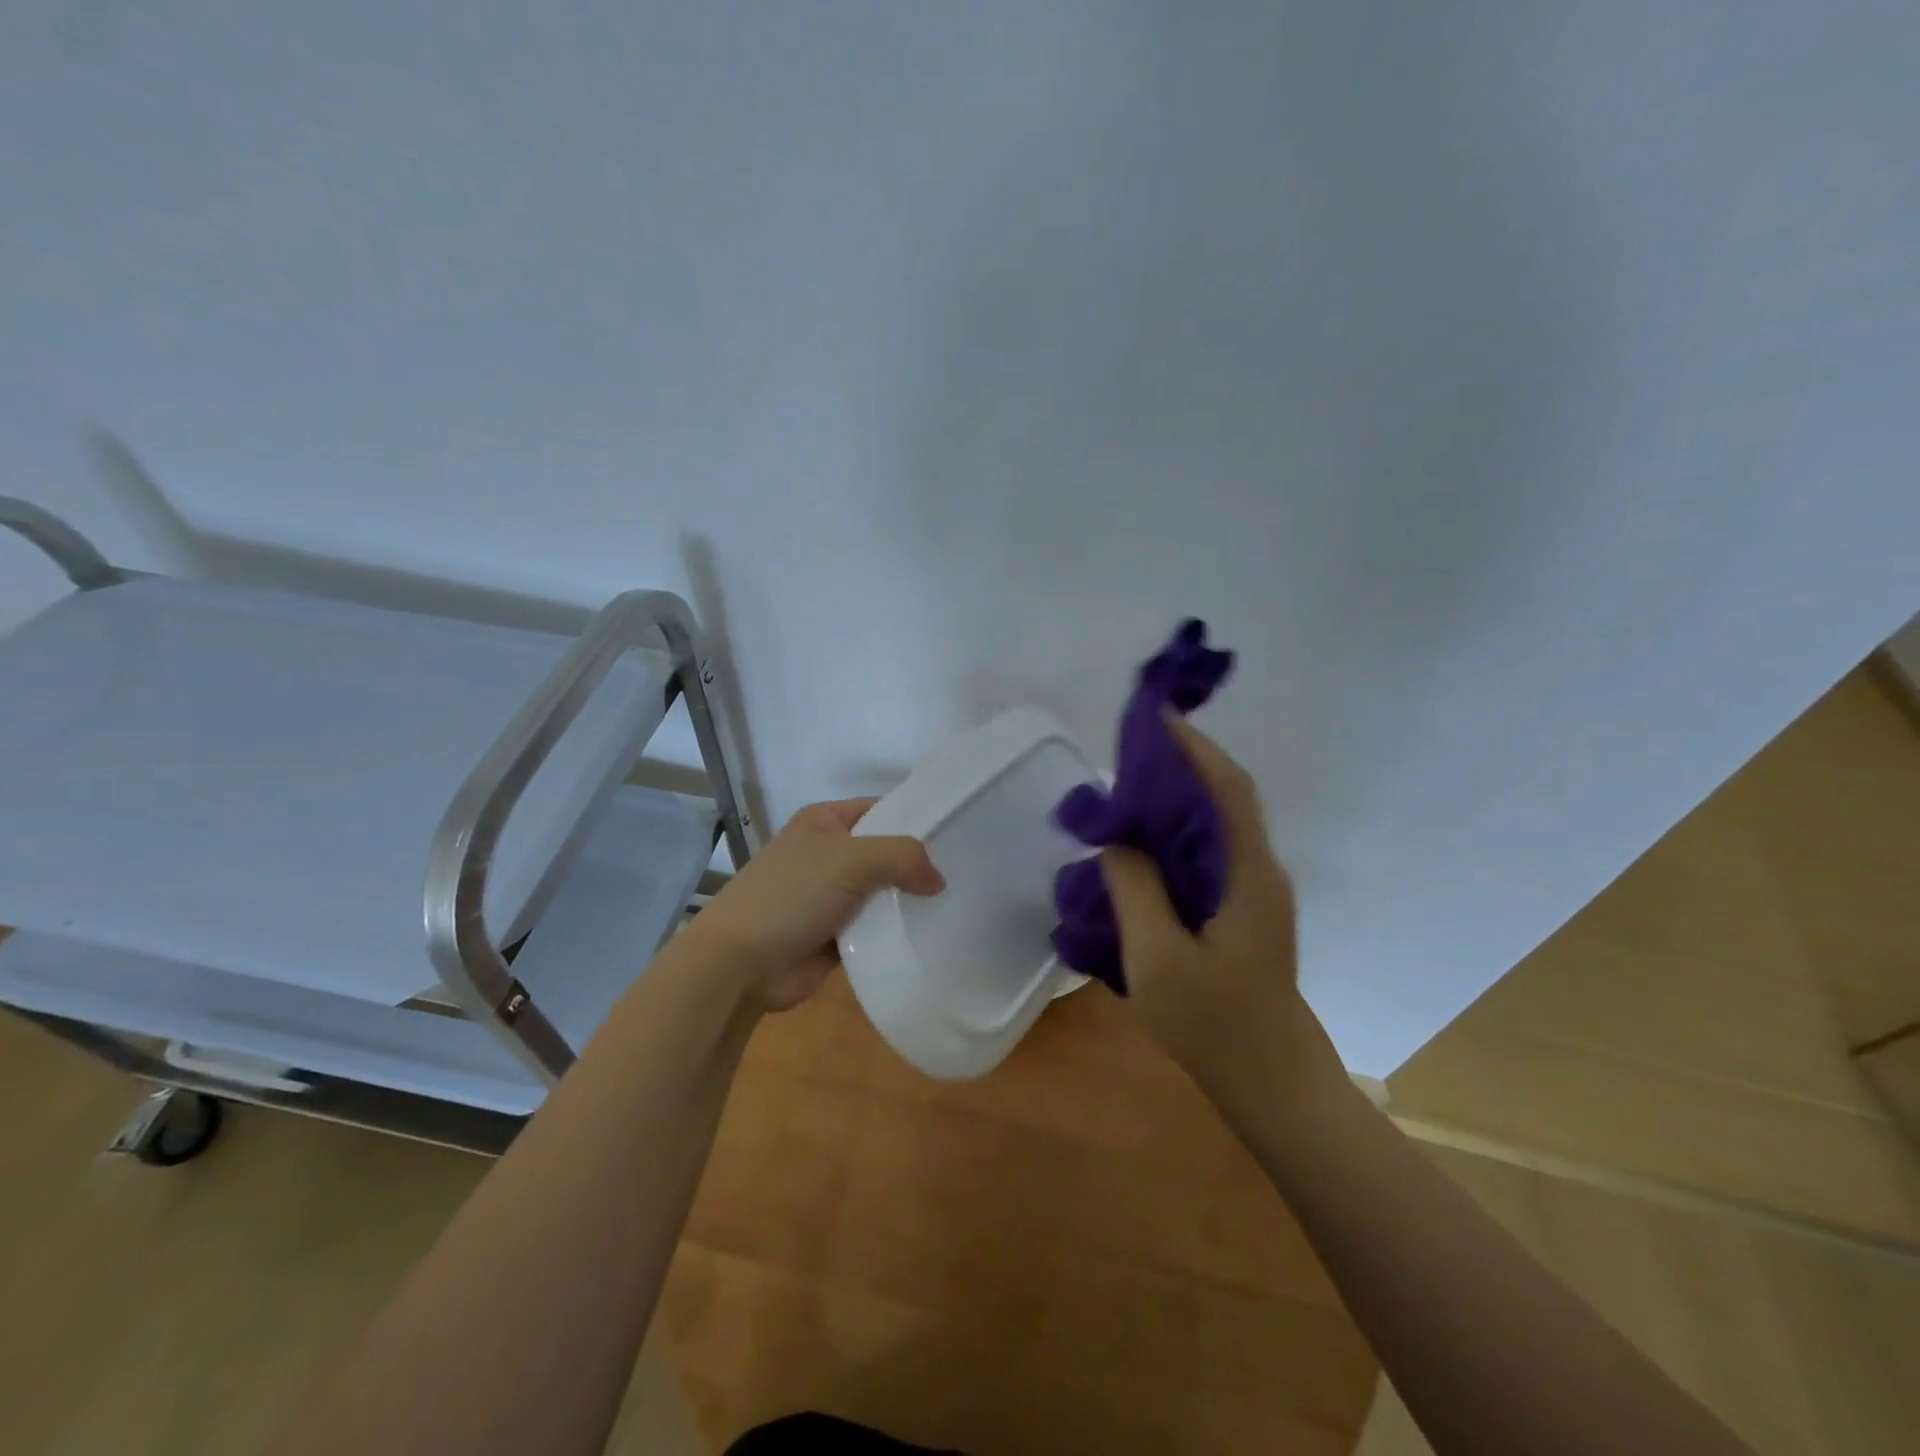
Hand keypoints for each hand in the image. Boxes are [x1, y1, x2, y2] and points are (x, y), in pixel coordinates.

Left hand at [685, 798, 944, 1011]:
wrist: (739, 963)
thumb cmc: (792, 895)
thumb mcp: (852, 860)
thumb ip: (903, 857)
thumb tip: (938, 880)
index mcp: (824, 822)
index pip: (882, 809)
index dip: (917, 819)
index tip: (958, 835)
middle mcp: (828, 854)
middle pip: (885, 853)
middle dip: (917, 865)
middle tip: (965, 875)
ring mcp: (829, 896)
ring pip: (882, 893)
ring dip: (908, 903)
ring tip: (956, 907)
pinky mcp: (833, 935)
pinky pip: (874, 929)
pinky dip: (893, 933)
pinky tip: (928, 937)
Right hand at [1100, 720, 1337, 1110]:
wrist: (1272, 1082)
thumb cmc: (1216, 1023)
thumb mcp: (1157, 958)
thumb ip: (1135, 889)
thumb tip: (1119, 838)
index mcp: (1248, 874)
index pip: (1227, 788)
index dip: (1194, 747)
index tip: (1156, 716)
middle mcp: (1258, 871)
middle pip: (1224, 797)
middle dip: (1182, 763)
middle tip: (1128, 750)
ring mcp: (1254, 892)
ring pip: (1217, 824)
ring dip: (1178, 797)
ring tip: (1127, 790)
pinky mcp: (1243, 910)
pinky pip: (1209, 852)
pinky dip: (1176, 832)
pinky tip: (1142, 848)